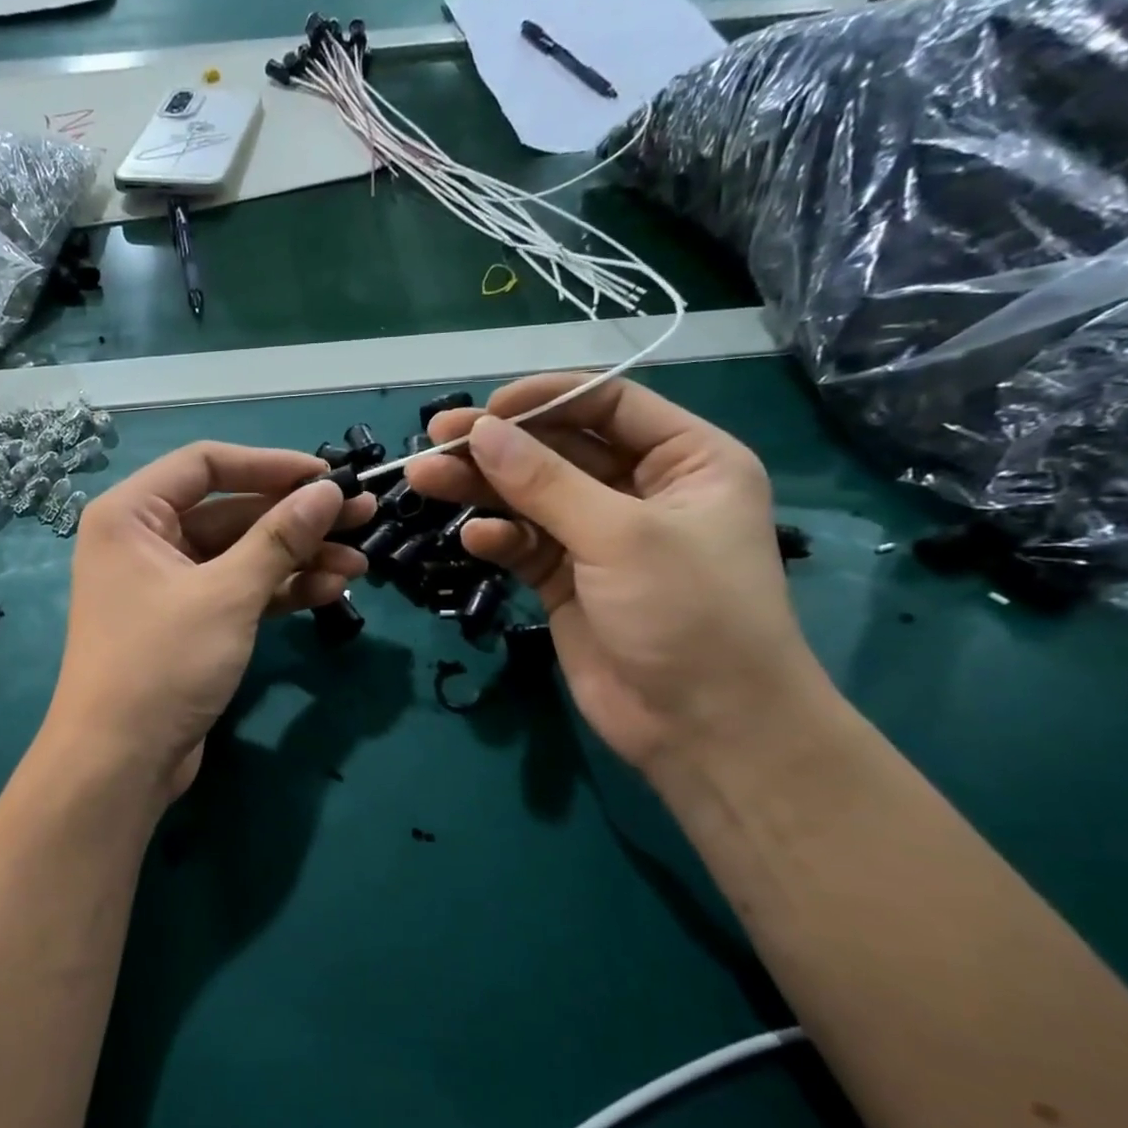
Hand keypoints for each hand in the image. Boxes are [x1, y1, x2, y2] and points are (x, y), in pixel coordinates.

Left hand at [49, 442, 375, 799]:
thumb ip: (280, 538)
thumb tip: (329, 491)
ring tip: (360, 563)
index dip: (270, 465)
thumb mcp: (227, 594)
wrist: (120, 763)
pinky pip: (238, 591)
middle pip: (231, 511)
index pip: (206, 465)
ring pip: (241, 555)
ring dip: (299, 558)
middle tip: (363, 518)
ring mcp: (167, 584)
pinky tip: (330, 591)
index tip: (328, 476)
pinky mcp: (188, 623)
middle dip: (297, 518)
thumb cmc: (162, 663)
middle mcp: (145, 540)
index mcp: (132, 514)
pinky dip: (280, 590)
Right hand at [406, 374, 825, 770]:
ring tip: (425, 478)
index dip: (545, 399)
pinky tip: (474, 541)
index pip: (608, 403)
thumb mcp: (620, 535)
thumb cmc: (688, 613)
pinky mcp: (567, 581)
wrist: (702, 727)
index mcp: (686, 460)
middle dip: (498, 446)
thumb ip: (544, 482)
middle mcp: (642, 490)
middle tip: (435, 439)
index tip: (485, 410)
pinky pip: (525, 545)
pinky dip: (498, 539)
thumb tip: (479, 431)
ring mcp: (600, 538)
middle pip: (559, 450)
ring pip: (531, 498)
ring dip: (481, 488)